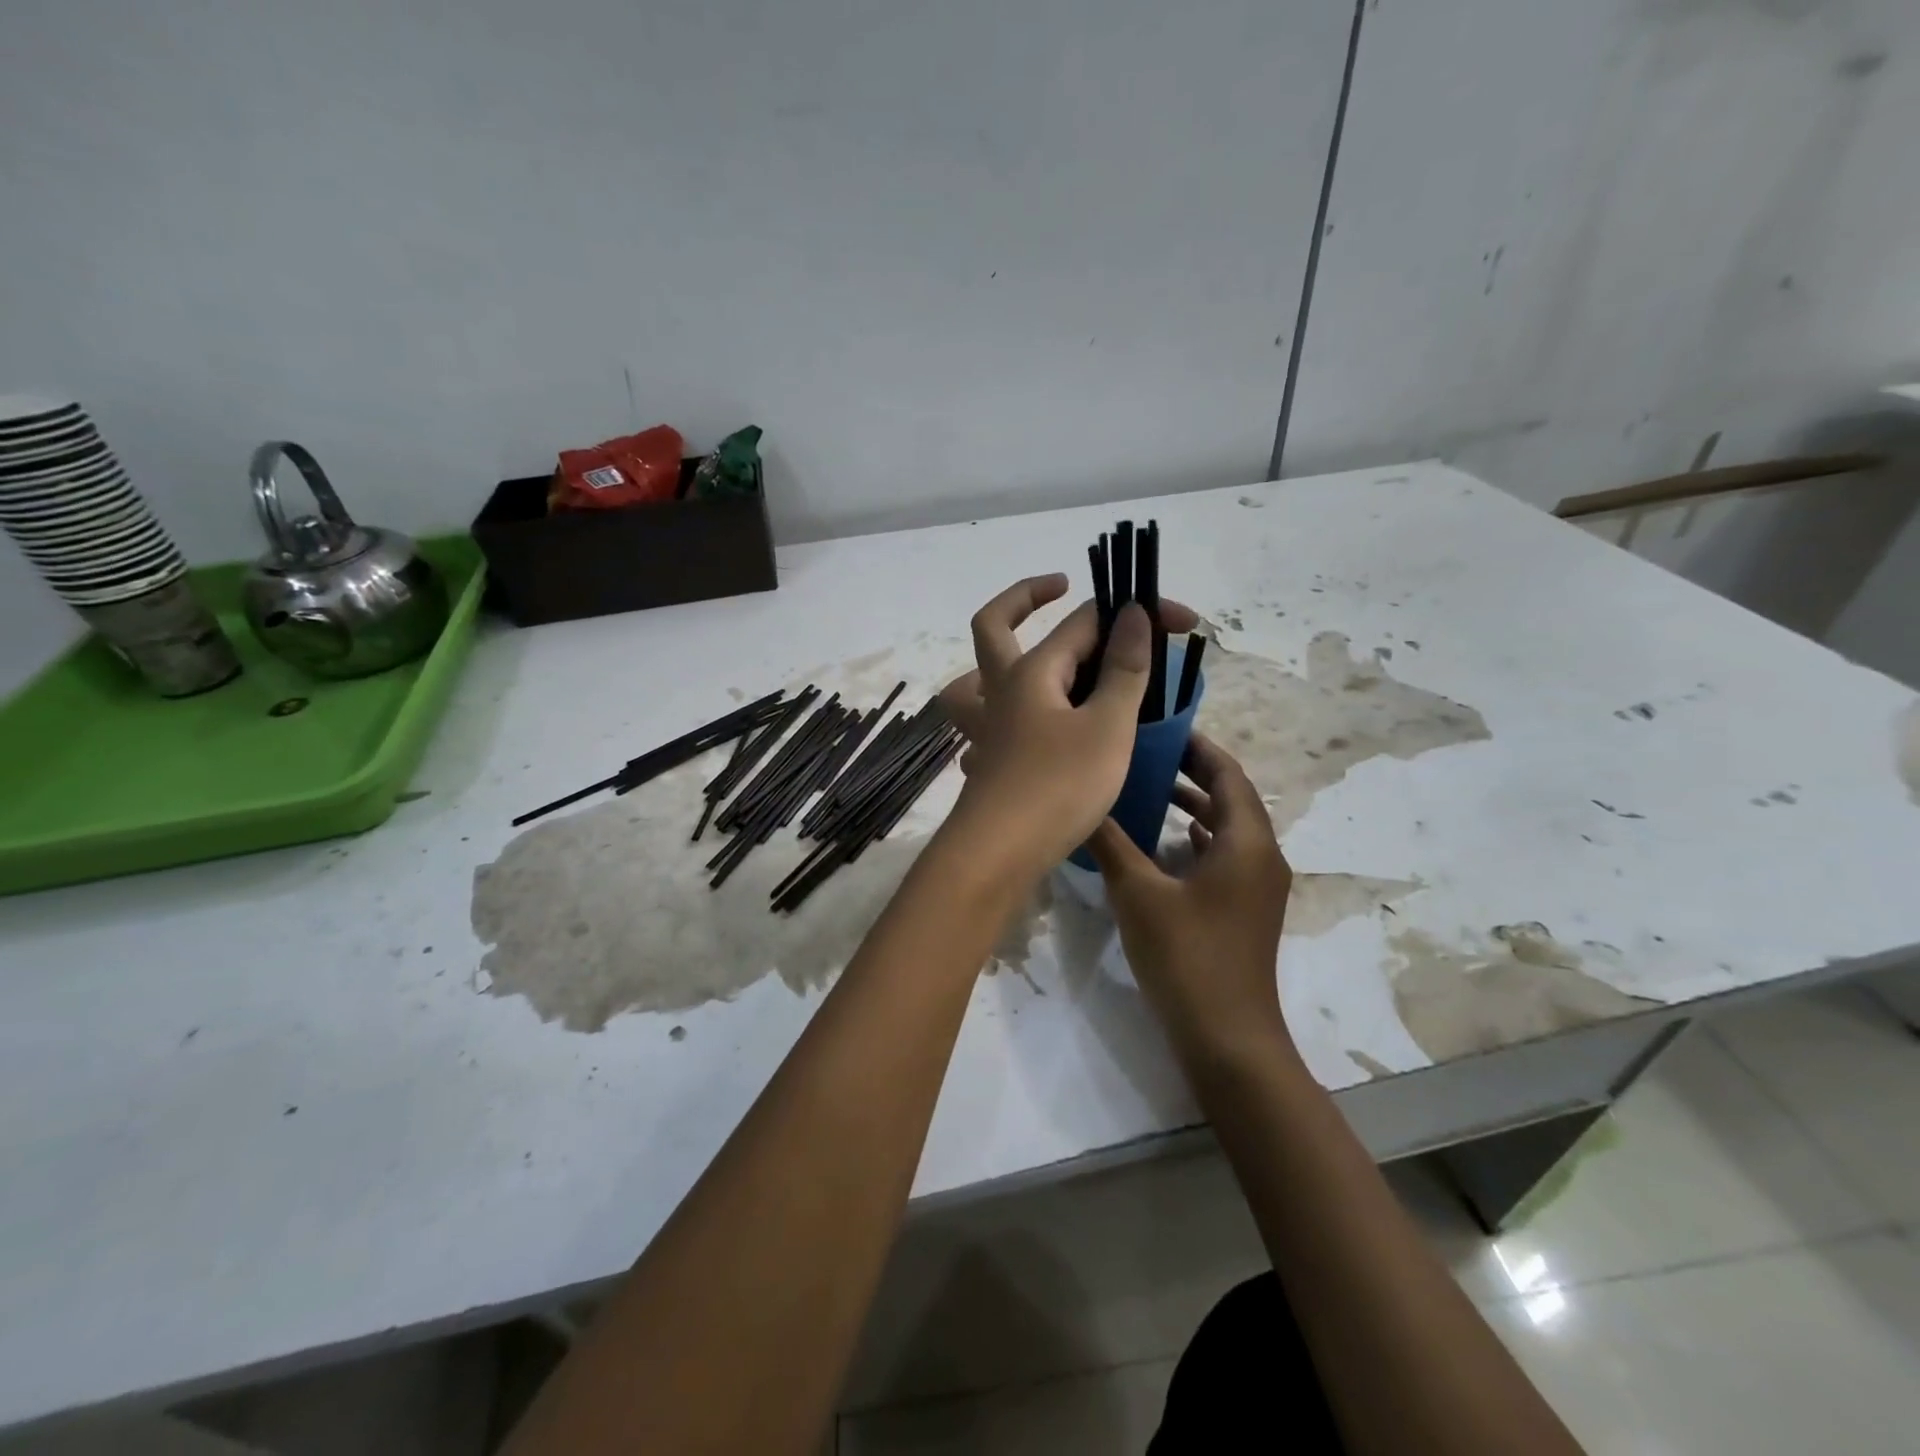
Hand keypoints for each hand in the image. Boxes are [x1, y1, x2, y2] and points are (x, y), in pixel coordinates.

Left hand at [937, 574, 1195, 879]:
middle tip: (1058, 586)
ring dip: (1001, 654)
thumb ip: (1124, 670)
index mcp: (1032, 672)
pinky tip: (1036, 723)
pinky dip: (1008, 705)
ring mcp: (989, 726)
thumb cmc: (1058, 786)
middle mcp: (1001, 690)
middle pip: (995, 626)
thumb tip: (1133, 613)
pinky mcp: (990, 759)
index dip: (1136, 612)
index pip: (1086, 621)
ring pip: (979, 675)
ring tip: (1035, 655)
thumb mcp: (1107, 726)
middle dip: (1026, 596)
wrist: (1000, 855)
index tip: (1183, 622)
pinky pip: (990, 716)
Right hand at [1084, 733, 1294, 1062]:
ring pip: (1228, 828)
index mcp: (1246, 842)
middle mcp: (1261, 856)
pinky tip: (1169, 838)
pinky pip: (1225, 856)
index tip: (1162, 727)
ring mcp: (1257, 886)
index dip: (1198, 747)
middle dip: (1193, 772)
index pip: (1228, 774)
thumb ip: (1111, 843)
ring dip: (1194, 804)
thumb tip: (1081, 802)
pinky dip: (1198, 837)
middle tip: (1146, 752)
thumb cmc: (1187, 957)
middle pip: (1231, 798)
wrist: (1228, 1038)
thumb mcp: (1139, 894)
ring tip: (1150, 786)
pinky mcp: (1246, 909)